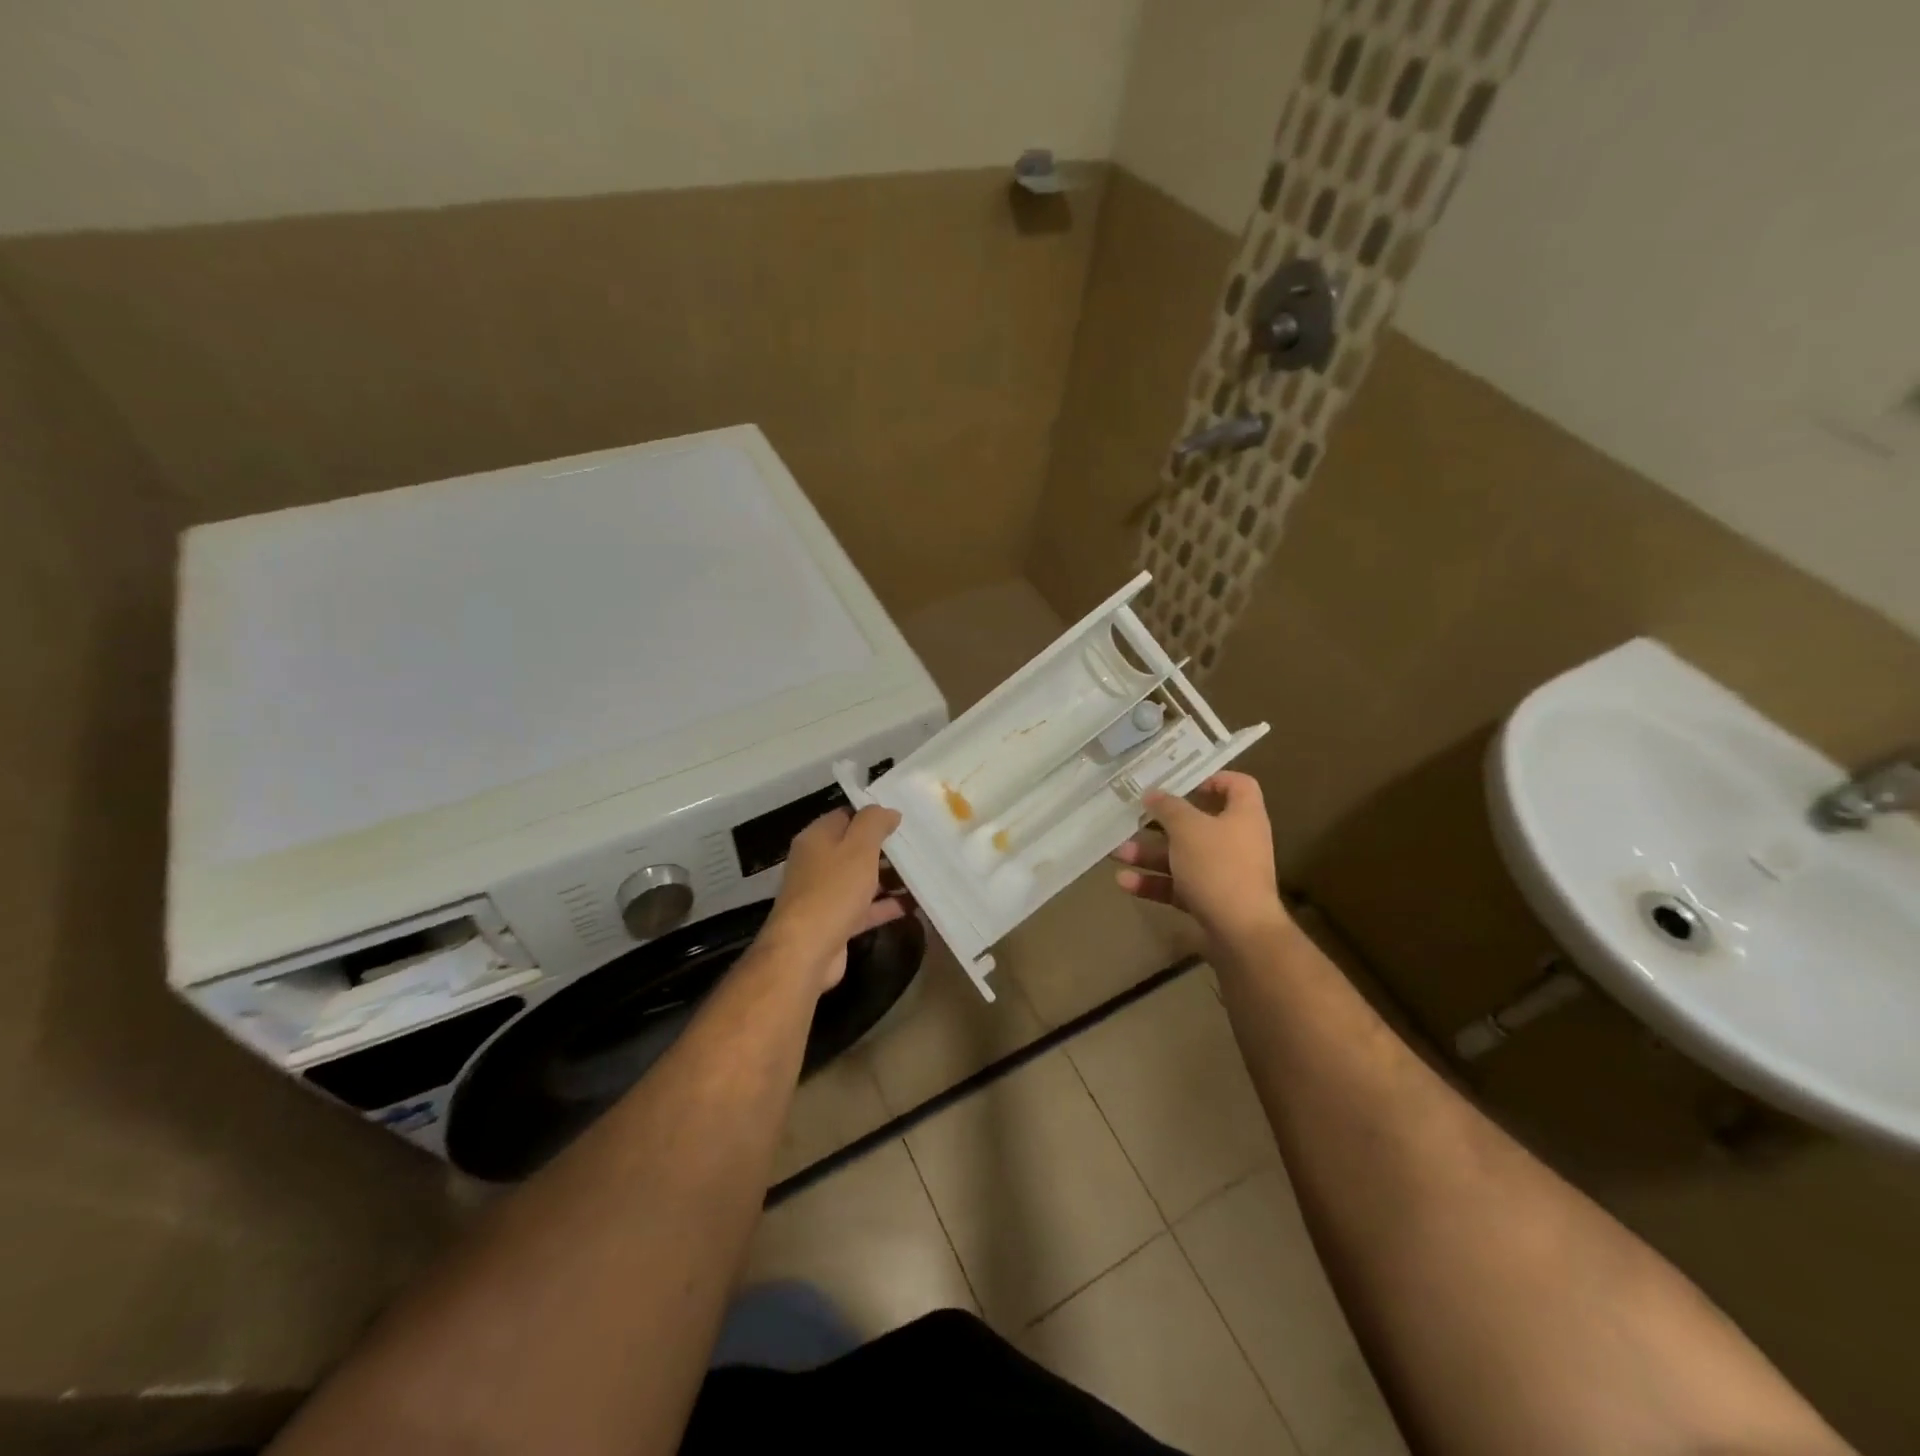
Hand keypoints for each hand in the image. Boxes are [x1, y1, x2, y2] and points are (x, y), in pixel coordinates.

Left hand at [760, 805, 904, 993]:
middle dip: (885, 848)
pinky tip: (915, 904)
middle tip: (918, 846)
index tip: (903, 819)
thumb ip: (874, 823)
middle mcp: (817, 863)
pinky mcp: (836, 922)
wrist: (806, 951)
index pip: (847, 816)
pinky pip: (865, 907)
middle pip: (855, 848)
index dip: (873, 816)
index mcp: (817, 838)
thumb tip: (888, 811)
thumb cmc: (833, 890)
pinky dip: (887, 905)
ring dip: (889, 878)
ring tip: (923, 874)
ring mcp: (825, 894)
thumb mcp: (858, 847)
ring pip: (862, 879)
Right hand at [1112, 771, 1289, 948]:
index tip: (1181, 783)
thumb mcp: (1188, 829)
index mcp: (1243, 816)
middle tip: (1134, 818)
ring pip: (1182, 856)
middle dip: (1161, 823)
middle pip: (1198, 823)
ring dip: (1150, 854)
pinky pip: (1179, 885)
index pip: (1237, 785)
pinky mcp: (1211, 900)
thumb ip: (1168, 807)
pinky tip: (1125, 882)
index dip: (1212, 779)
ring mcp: (1224, 873)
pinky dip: (1154, 882)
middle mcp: (1237, 841)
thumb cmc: (1218, 867)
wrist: (1241, 933)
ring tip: (1118, 853)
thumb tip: (1153, 793)